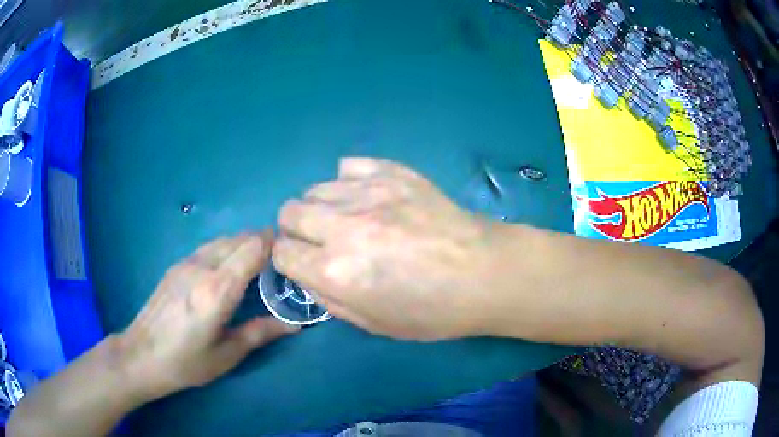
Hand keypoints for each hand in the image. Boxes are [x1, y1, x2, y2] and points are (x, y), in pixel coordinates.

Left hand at [118, 231, 297, 400]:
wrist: (141, 354)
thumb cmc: (186, 362)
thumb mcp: (226, 355)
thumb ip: (260, 333)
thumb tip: (294, 324)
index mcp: (218, 290)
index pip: (252, 249)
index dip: (274, 243)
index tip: (291, 251)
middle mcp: (203, 267)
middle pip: (239, 239)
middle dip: (262, 242)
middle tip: (279, 260)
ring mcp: (186, 263)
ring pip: (222, 240)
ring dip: (243, 244)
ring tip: (256, 262)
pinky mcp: (176, 266)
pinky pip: (208, 248)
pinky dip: (225, 249)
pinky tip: (227, 268)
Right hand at [273, 158, 506, 340]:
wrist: (484, 273)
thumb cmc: (433, 310)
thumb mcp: (374, 324)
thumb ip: (328, 299)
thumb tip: (307, 273)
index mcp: (335, 272)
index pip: (281, 253)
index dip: (289, 260)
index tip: (304, 263)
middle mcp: (342, 227)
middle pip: (288, 213)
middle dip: (297, 231)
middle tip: (323, 242)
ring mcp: (368, 193)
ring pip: (314, 189)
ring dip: (321, 207)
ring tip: (348, 219)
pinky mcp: (393, 173)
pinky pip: (349, 165)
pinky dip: (349, 182)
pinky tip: (368, 196)